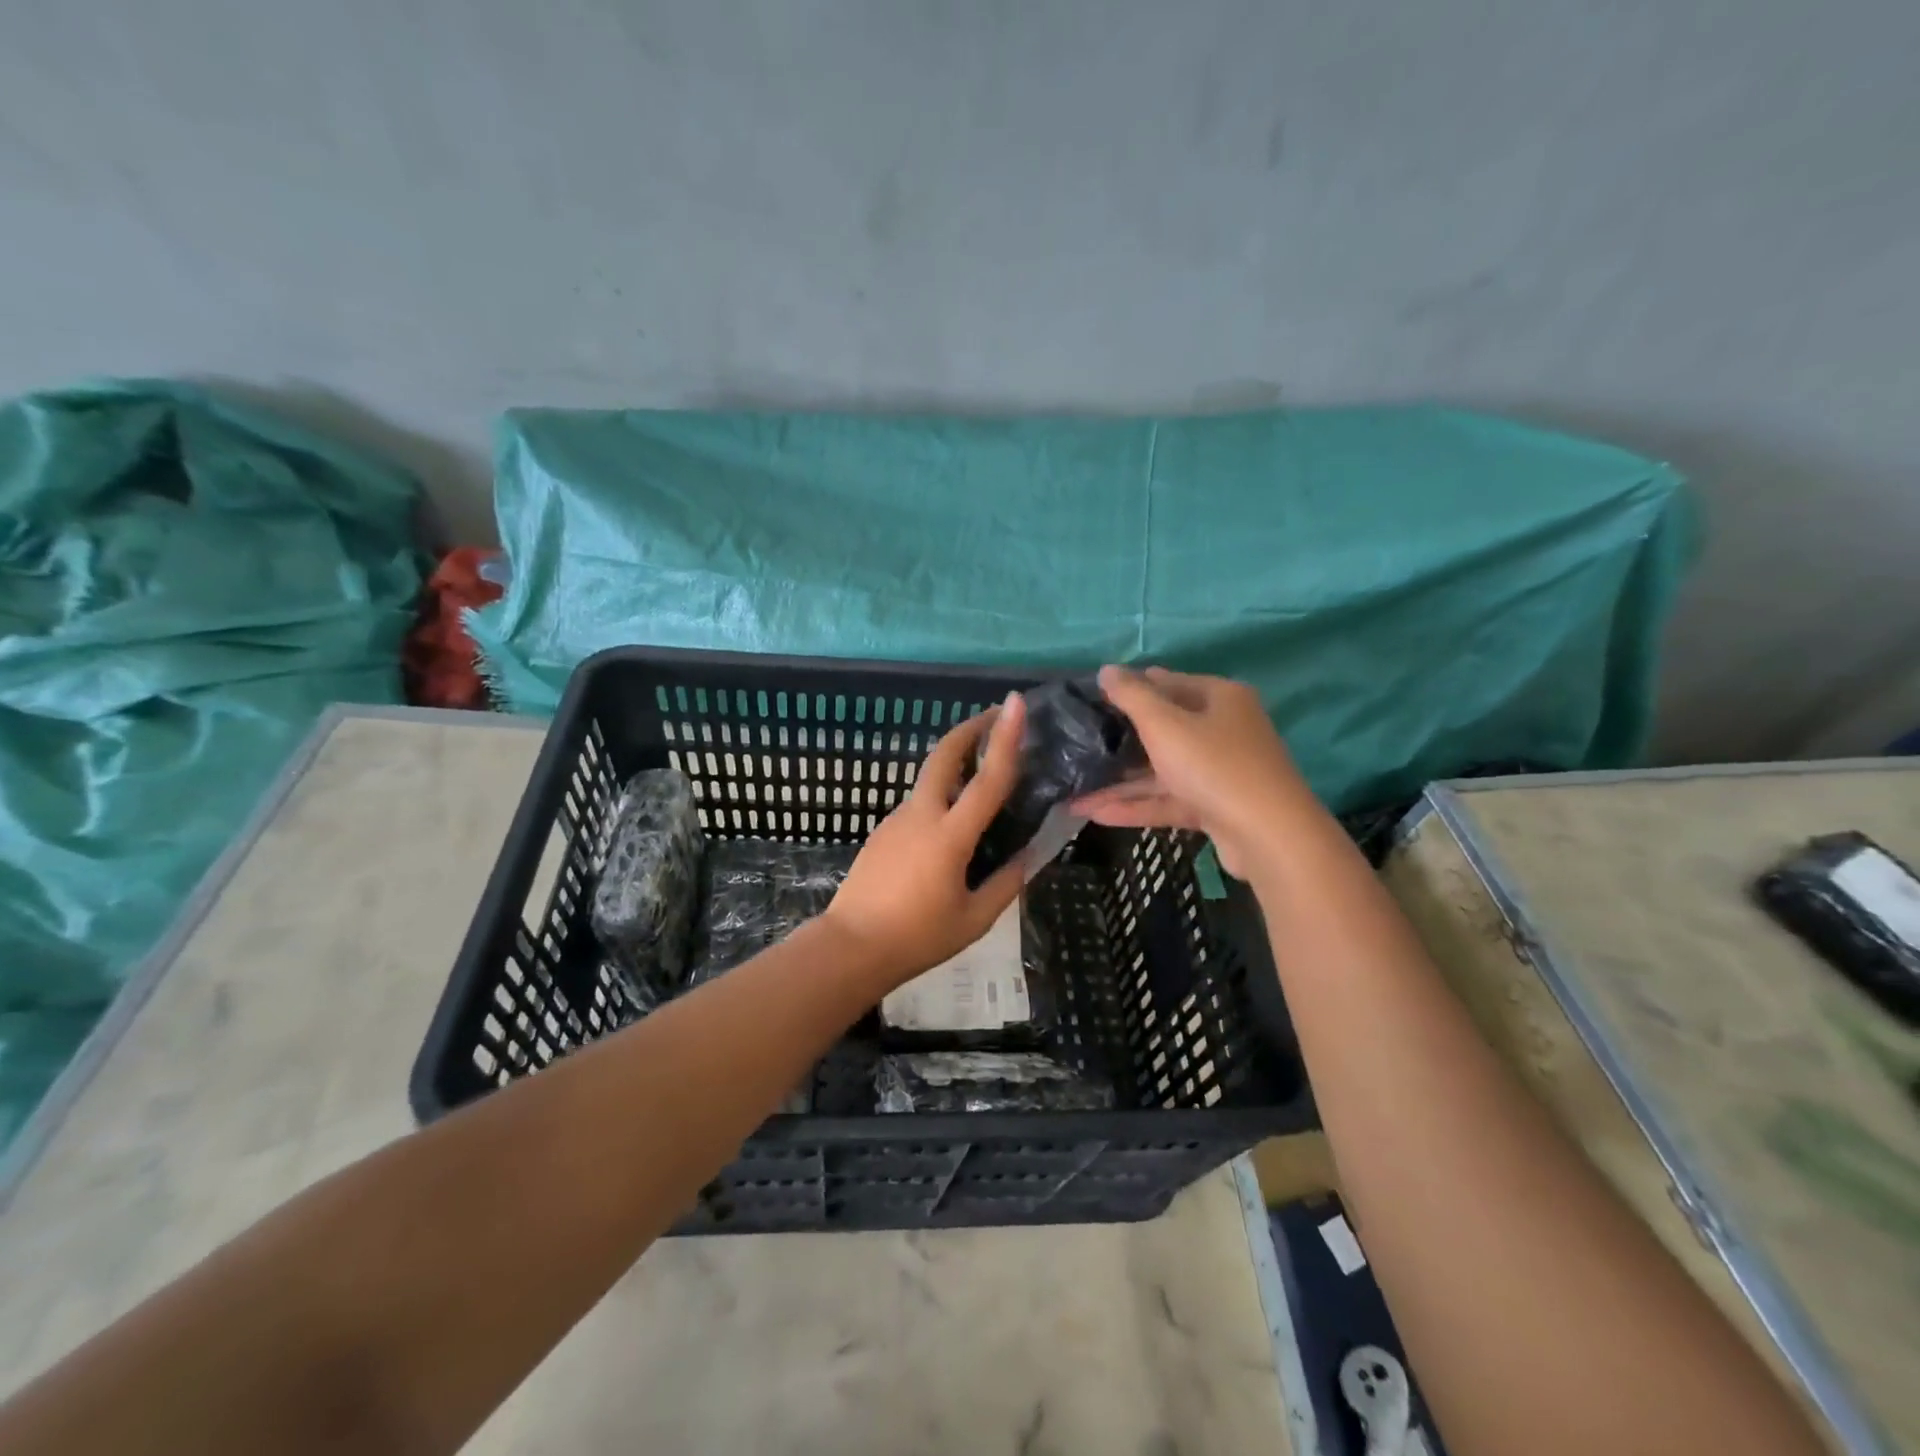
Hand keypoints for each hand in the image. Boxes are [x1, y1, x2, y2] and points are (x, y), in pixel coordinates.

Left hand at [824, 693, 1028, 985]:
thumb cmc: (917, 937)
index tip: (1015, 703)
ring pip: (929, 779)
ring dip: (956, 763)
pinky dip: (941, 796)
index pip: (986, 779)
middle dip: (970, 728)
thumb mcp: (974, 918)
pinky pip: (918, 804)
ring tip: (984, 773)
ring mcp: (896, 820)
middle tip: (997, 715)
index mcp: (949, 836)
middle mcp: (920, 816)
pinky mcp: (882, 831)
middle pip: (943, 755)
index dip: (1005, 738)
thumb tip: (1030, 856)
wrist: (850, 947)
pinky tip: (953, 822)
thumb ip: (1006, 883)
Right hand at [1072, 666, 1311, 879]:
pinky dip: (1137, 805)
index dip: (1129, 688)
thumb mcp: (1165, 725)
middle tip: (1079, 743)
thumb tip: (1106, 670)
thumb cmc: (1214, 766)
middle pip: (1164, 728)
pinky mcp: (1216, 807)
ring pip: (1163, 770)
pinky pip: (1170, 800)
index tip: (1091, 699)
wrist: (1269, 836)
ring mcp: (1221, 771)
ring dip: (1121, 782)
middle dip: (1120, 740)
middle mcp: (1224, 729)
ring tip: (1075, 791)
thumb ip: (1132, 696)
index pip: (1167, 683)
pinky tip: (1097, 814)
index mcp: (1219, 698)